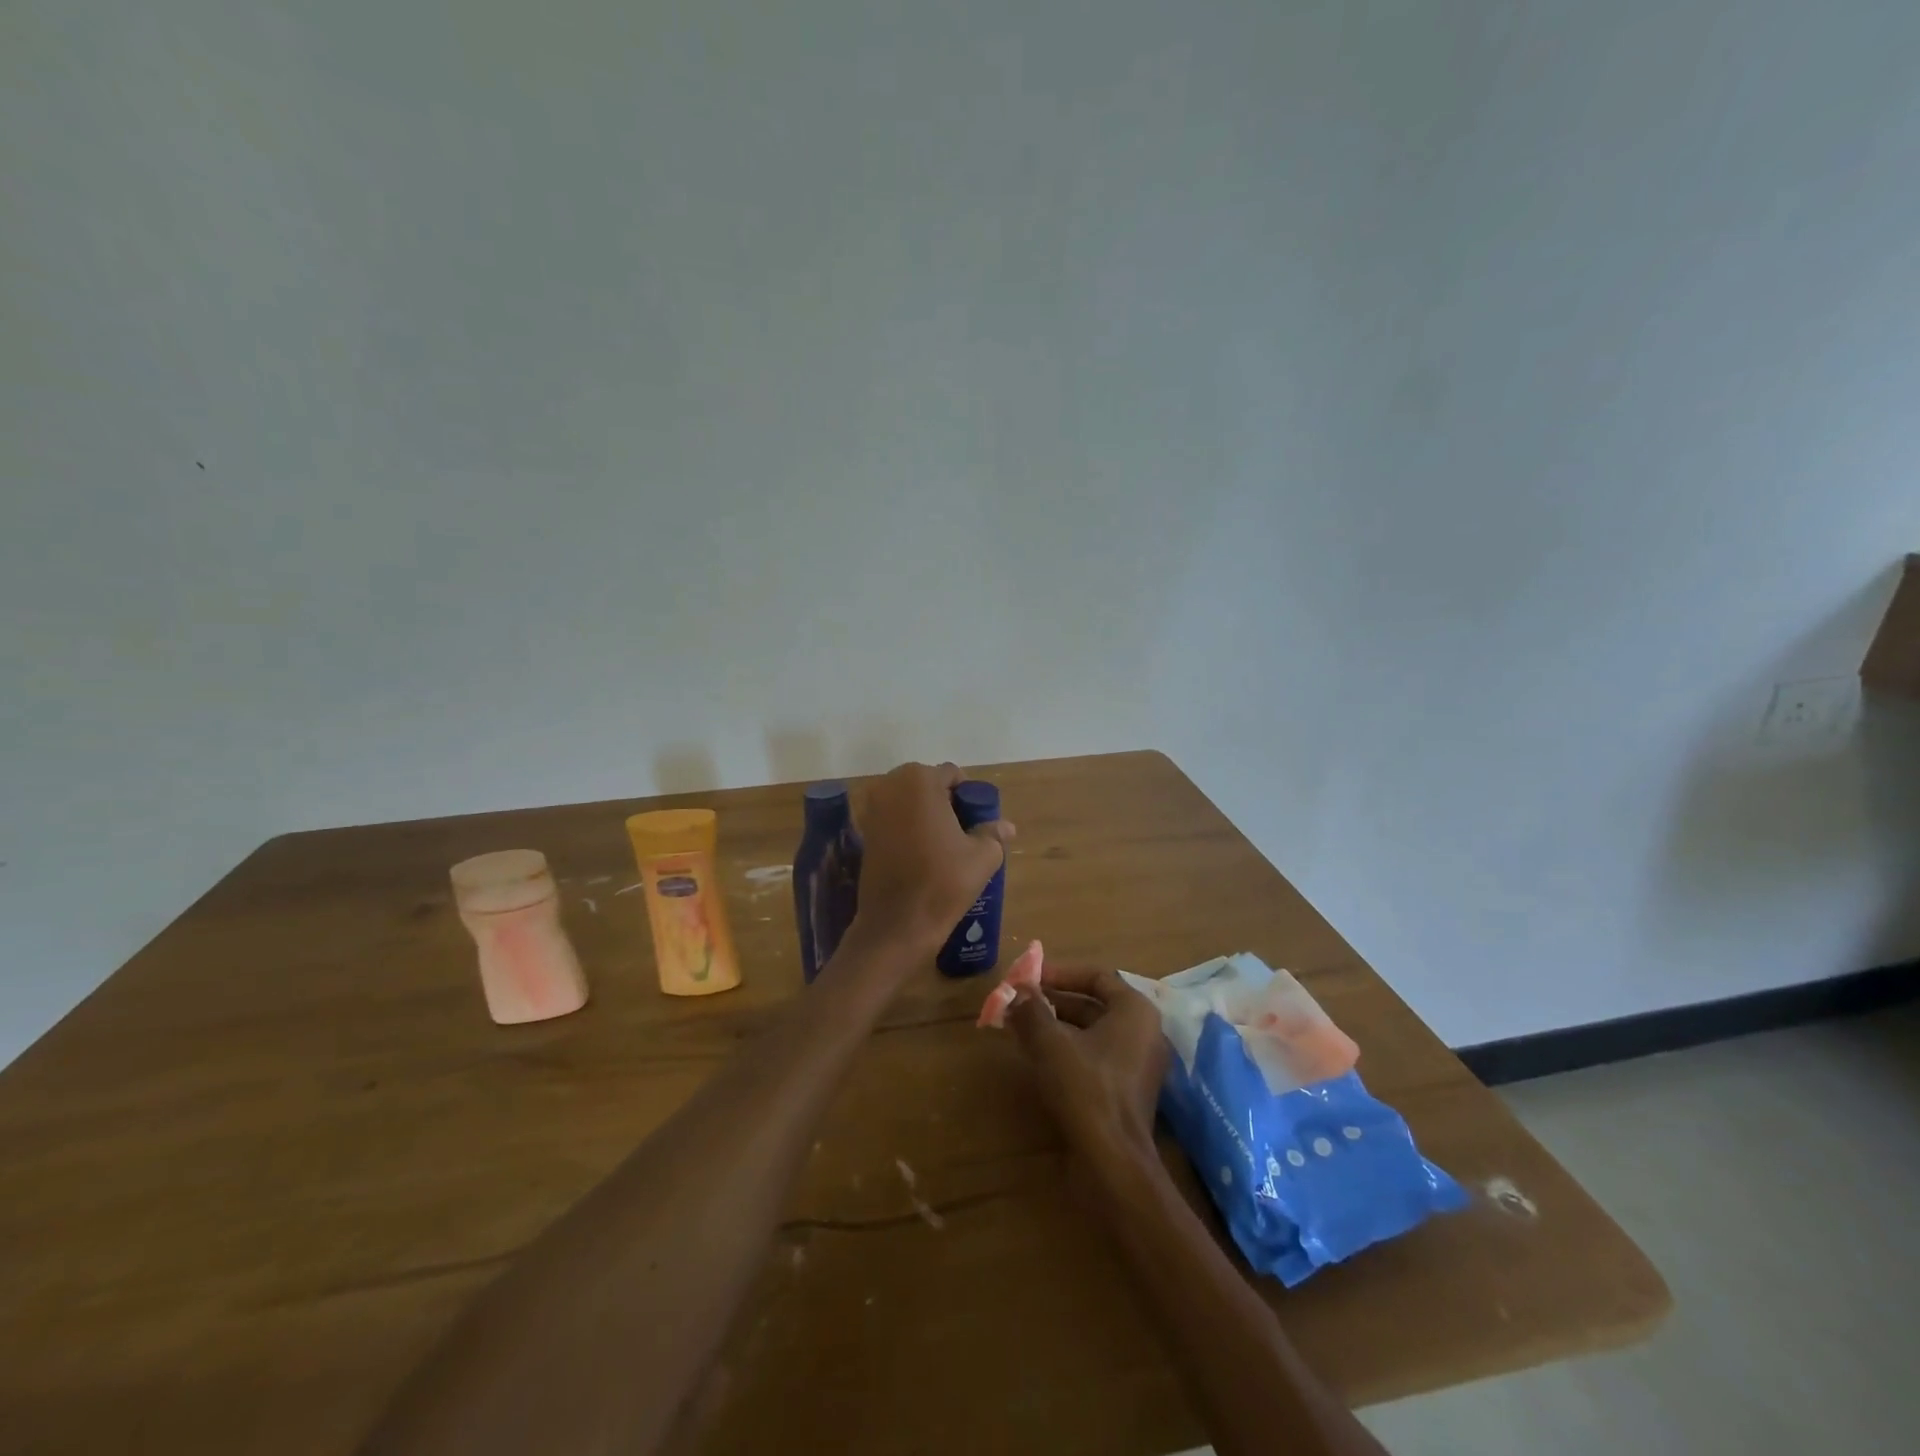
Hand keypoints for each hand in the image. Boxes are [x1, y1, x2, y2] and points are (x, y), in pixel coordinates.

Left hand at [850, 762, 1012, 957]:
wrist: (896, 925)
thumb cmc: (943, 882)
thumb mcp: (982, 856)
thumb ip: (994, 833)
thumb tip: (1006, 826)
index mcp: (920, 780)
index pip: (952, 776)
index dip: (968, 797)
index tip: (976, 823)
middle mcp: (890, 785)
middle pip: (928, 786)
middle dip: (945, 804)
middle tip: (961, 835)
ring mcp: (872, 809)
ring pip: (909, 803)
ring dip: (926, 817)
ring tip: (943, 848)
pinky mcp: (864, 832)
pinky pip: (894, 820)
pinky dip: (908, 830)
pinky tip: (921, 856)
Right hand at [1007, 965, 1169, 1159]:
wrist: (1113, 1161)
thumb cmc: (1086, 1087)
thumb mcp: (1050, 1042)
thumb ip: (1031, 1011)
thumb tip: (1015, 992)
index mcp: (1135, 1010)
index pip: (1097, 976)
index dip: (1060, 973)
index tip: (1030, 978)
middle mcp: (1144, 1032)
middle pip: (1094, 1004)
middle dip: (1053, 1001)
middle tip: (1019, 1002)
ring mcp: (1138, 1064)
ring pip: (1092, 1033)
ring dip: (1056, 1026)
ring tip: (1020, 1026)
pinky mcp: (1127, 1092)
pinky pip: (1095, 1057)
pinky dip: (1067, 1050)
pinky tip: (1037, 1056)